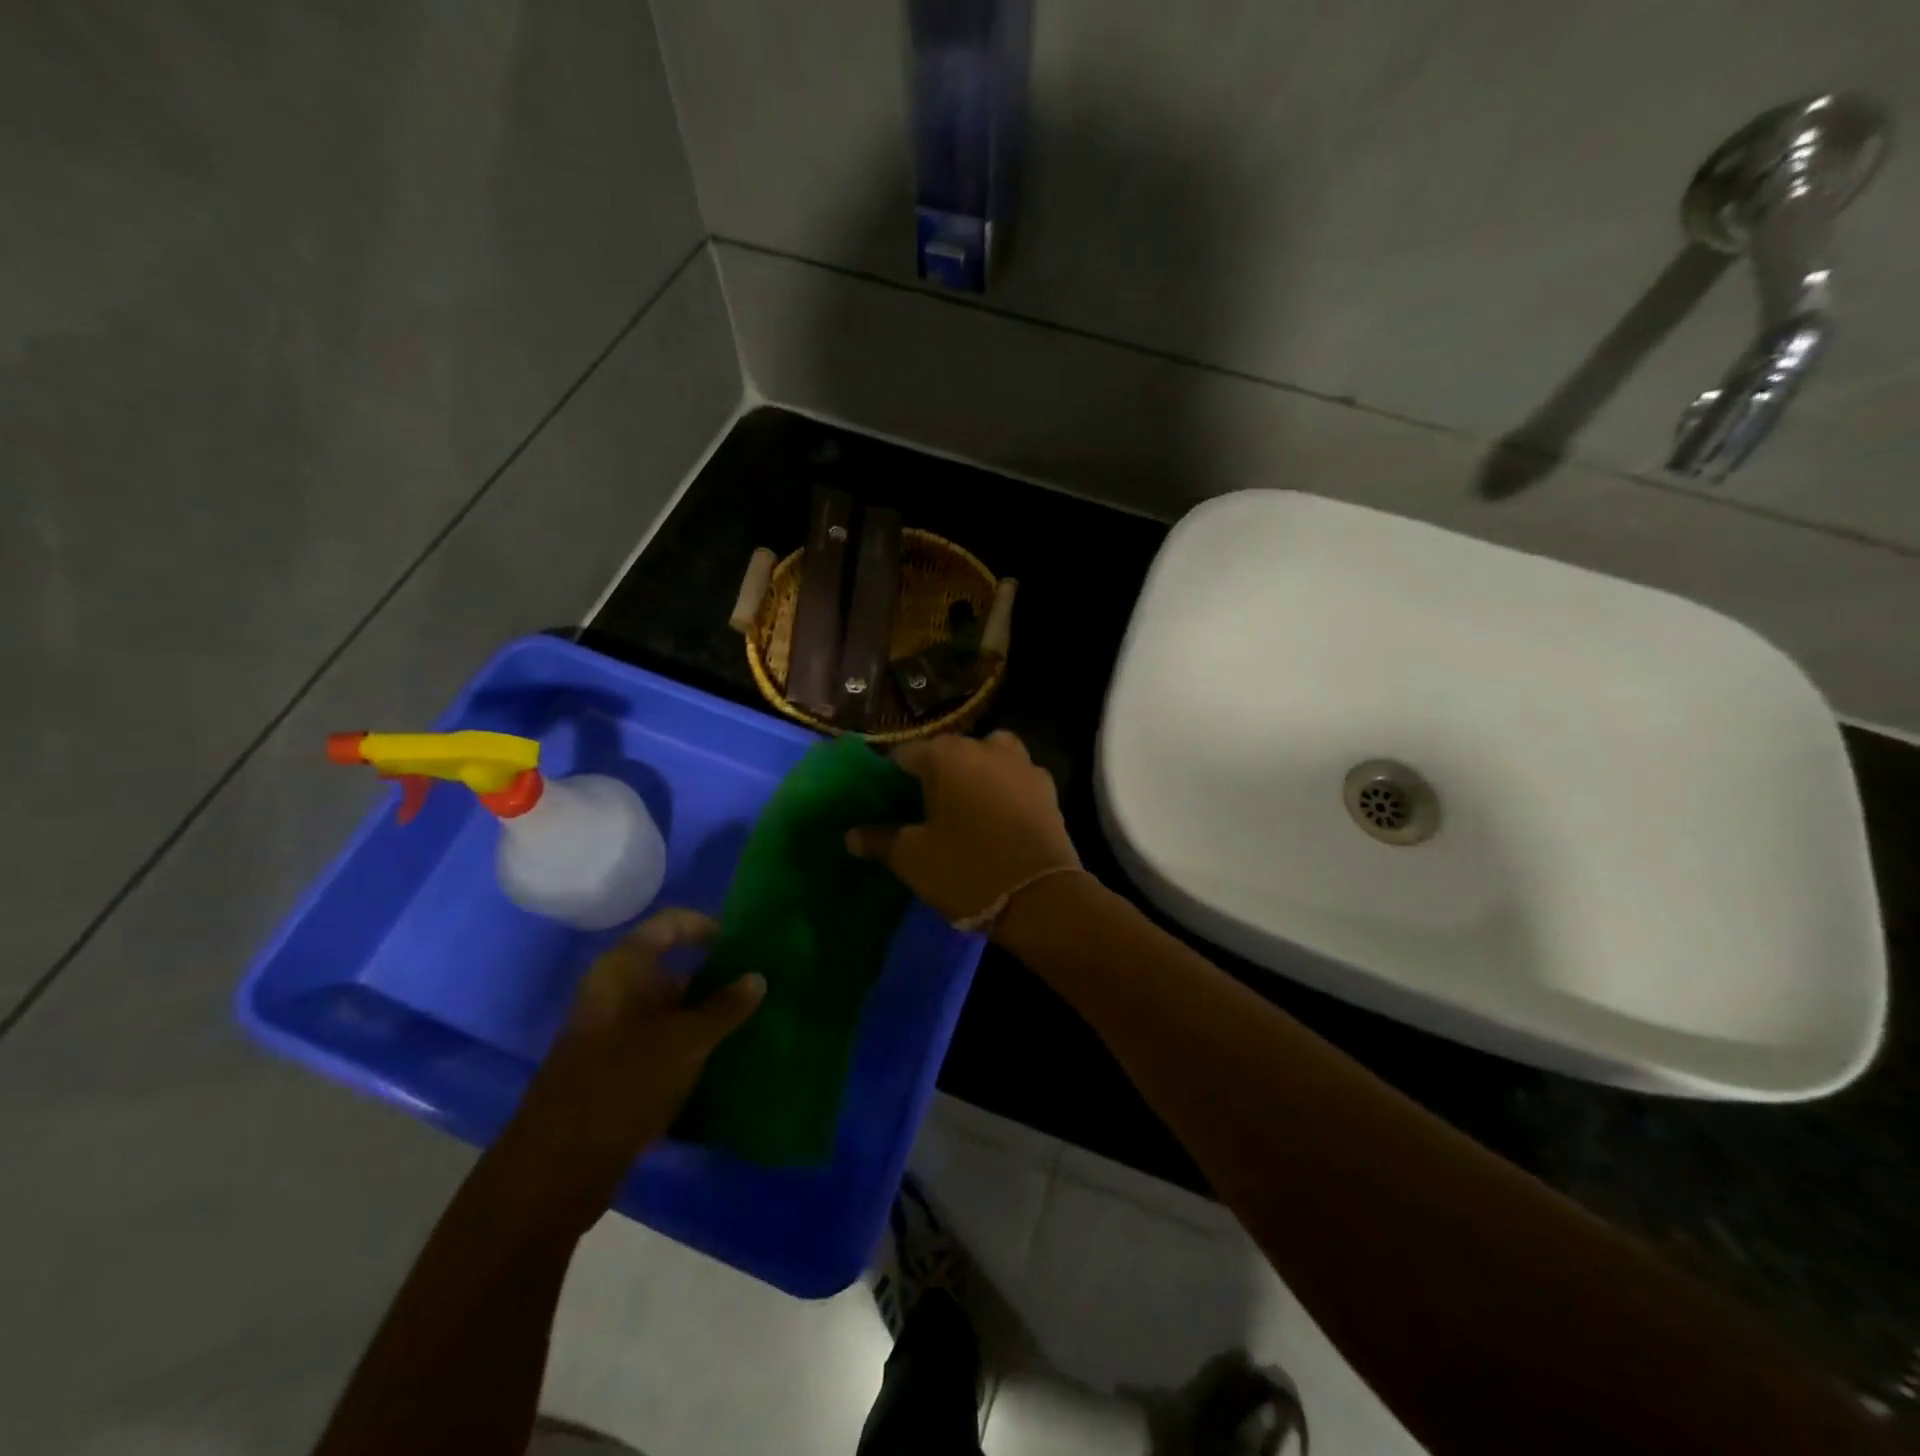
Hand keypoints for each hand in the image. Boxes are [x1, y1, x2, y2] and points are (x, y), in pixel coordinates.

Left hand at [499, 909, 763, 1234]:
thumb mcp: (685, 1042)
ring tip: (751, 1022)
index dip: (706, 926)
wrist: (557, 1168)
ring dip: (706, 1013)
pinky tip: (722, 1058)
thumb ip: (724, 1007)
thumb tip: (758, 977)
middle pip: (671, 966)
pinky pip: (660, 1040)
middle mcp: (614, 991)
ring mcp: (612, 1031)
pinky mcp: (614, 1067)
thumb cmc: (623, 1084)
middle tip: (759, 987)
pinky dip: (690, 1043)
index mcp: (622, 969)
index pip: (670, 924)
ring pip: (669, 1007)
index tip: (743, 945)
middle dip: (715, 976)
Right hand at [846, 732, 1079, 930]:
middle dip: (935, 774)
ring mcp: (1023, 765)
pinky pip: (1015, 779)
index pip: (906, 755)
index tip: (887, 804)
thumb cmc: (966, 869)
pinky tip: (997, 819)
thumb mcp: (912, 858)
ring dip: (975, 774)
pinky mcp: (1048, 788)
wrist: (1041, 898)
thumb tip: (851, 835)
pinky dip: (1004, 790)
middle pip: (950, 752)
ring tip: (965, 808)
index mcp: (947, 754)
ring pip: (988, 758)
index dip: (892, 779)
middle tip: (924, 810)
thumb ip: (879, 839)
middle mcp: (986, 747)